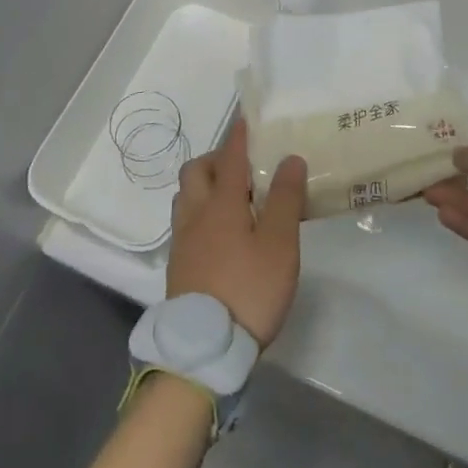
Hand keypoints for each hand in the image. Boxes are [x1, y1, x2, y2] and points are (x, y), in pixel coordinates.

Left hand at [167, 120, 305, 344]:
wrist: (204, 348)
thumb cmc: (248, 290)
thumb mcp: (280, 245)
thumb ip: (286, 200)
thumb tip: (289, 158)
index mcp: (221, 203)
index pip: (230, 156)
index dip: (240, 135)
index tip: (247, 119)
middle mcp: (196, 213)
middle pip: (197, 171)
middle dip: (217, 159)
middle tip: (243, 167)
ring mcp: (183, 240)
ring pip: (186, 195)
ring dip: (204, 185)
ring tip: (232, 197)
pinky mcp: (178, 264)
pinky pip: (185, 221)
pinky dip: (200, 211)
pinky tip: (219, 231)